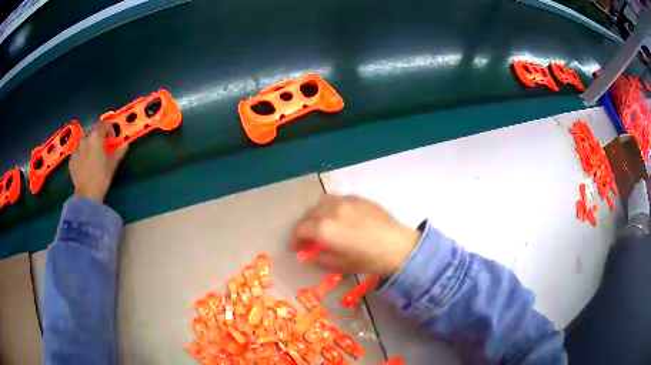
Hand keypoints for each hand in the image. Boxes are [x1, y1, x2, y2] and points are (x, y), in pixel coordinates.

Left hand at [69, 123, 127, 201]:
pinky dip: (82, 153)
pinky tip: (85, 163)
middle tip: (103, 145)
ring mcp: (76, 149)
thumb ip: (120, 150)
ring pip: (84, 140)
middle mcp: (85, 139)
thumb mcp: (113, 163)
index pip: (105, 125)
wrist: (87, 195)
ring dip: (90, 143)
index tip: (113, 139)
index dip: (111, 130)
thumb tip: (124, 144)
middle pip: (93, 130)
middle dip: (99, 134)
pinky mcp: (72, 160)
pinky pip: (78, 152)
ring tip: (93, 154)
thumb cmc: (102, 177)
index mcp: (96, 136)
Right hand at [291, 195, 419, 275]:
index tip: (297, 247)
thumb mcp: (341, 265)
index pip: (300, 229)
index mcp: (324, 229)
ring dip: (317, 212)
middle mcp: (331, 210)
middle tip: (309, 237)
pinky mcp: (359, 197)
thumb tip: (307, 256)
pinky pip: (338, 198)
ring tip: (324, 223)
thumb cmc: (369, 260)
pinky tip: (342, 217)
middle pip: (309, 214)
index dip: (295, 239)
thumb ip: (320, 259)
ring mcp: (345, 201)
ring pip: (322, 201)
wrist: (398, 246)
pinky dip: (333, 207)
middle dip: (305, 226)